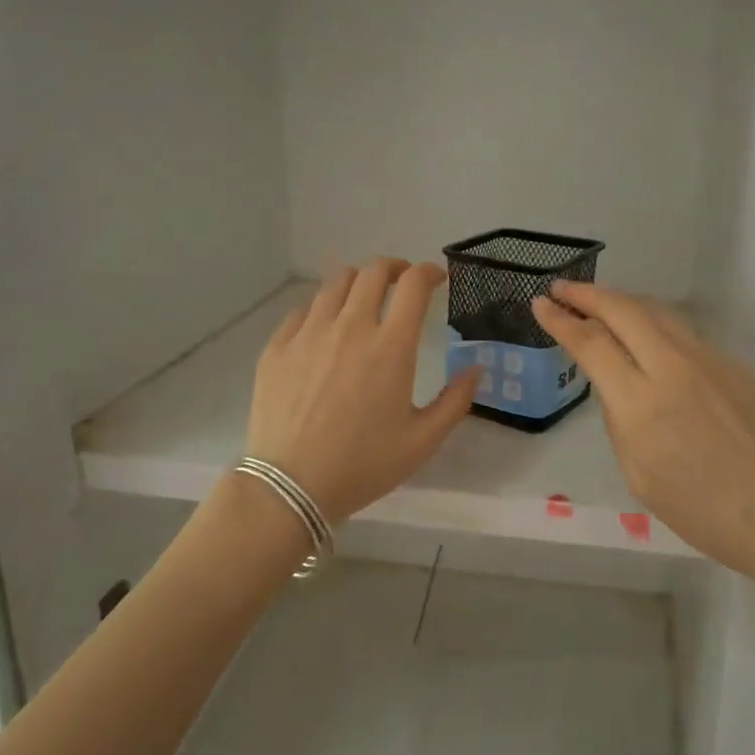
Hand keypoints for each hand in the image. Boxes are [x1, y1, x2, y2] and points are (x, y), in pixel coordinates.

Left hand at [247, 259, 480, 522]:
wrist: (291, 486)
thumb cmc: (363, 465)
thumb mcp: (422, 441)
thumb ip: (455, 401)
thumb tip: (476, 368)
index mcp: (391, 347)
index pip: (414, 285)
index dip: (429, 272)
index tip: (436, 278)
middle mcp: (350, 327)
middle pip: (373, 272)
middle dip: (394, 269)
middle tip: (402, 282)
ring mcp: (309, 333)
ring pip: (336, 283)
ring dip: (358, 283)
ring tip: (364, 299)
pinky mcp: (278, 346)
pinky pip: (303, 310)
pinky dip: (323, 308)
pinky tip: (326, 328)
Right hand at [531, 281, 754, 583]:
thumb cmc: (708, 514)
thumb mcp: (641, 477)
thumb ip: (621, 423)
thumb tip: (618, 389)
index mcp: (642, 404)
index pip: (591, 345)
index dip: (561, 321)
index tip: (540, 305)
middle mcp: (673, 368)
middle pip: (623, 310)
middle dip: (586, 295)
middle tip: (561, 290)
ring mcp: (709, 360)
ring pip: (656, 312)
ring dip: (620, 301)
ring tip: (596, 302)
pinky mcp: (733, 365)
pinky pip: (682, 331)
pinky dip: (651, 321)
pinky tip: (645, 333)